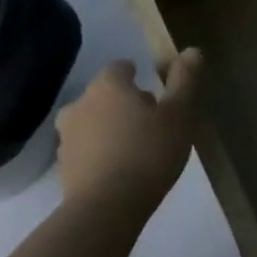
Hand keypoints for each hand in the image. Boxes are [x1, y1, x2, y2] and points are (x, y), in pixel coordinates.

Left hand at [56, 55, 202, 211]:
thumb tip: (192, 50)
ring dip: (111, 127)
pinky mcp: (64, 166)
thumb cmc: (149, 152)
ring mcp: (67, 136)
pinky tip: (122, 168)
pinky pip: (87, 148)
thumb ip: (185, 80)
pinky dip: (102, 151)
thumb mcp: (179, 114)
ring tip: (138, 147)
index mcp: (108, 87)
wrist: (107, 207)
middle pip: (105, 94)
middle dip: (125, 102)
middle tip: (153, 121)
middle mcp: (80, 104)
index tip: (156, 91)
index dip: (138, 75)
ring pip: (93, 122)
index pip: (120, 67)